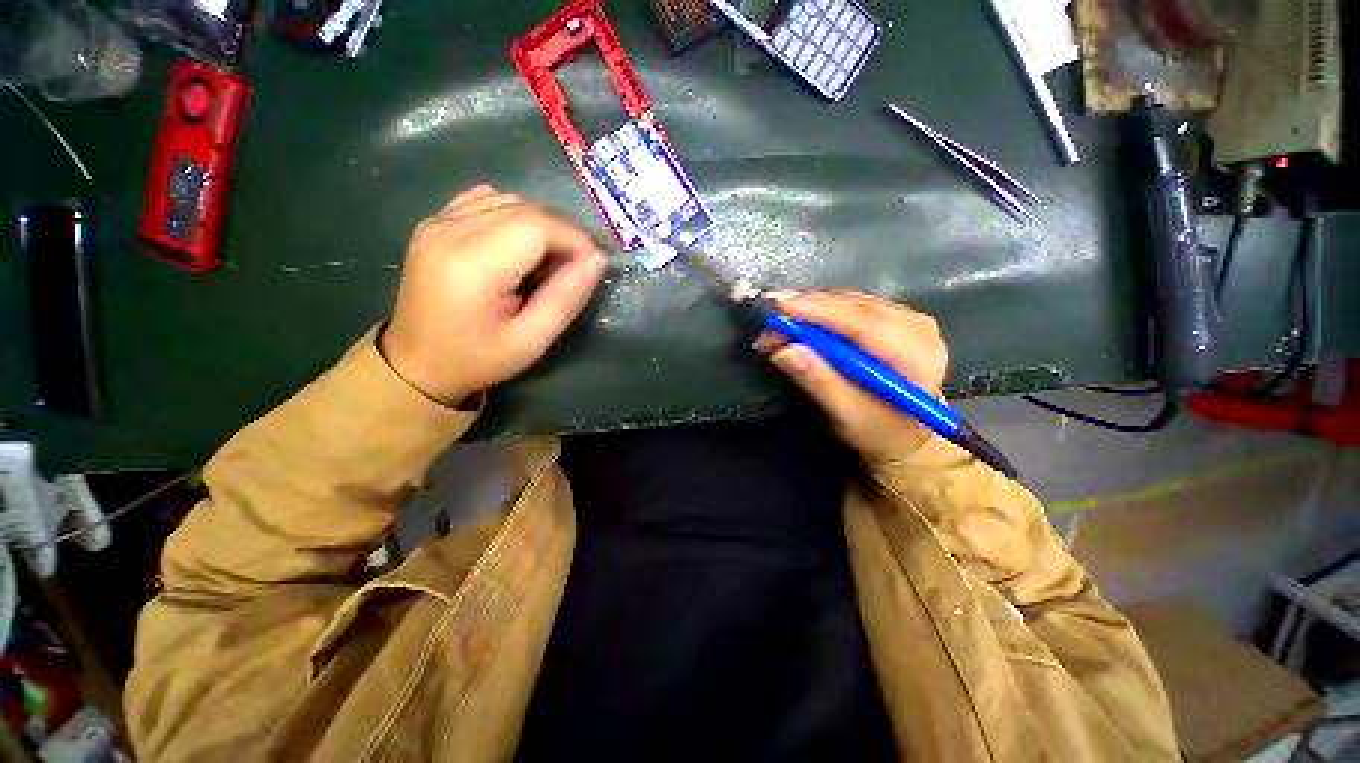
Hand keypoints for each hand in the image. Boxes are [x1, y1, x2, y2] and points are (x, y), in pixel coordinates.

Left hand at [381, 185, 605, 405]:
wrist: (416, 363)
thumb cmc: (477, 359)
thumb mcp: (531, 340)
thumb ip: (565, 298)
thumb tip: (597, 260)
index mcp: (472, 265)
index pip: (537, 226)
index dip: (574, 239)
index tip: (592, 265)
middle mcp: (449, 231)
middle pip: (524, 208)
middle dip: (562, 232)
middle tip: (575, 267)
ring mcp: (437, 221)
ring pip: (508, 200)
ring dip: (541, 224)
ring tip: (549, 260)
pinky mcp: (434, 222)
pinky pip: (485, 200)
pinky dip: (514, 216)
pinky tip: (519, 246)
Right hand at [754, 291, 949, 462]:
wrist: (906, 434)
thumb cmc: (878, 432)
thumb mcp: (847, 416)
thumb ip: (819, 382)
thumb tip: (784, 351)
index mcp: (917, 355)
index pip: (863, 321)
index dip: (818, 311)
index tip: (778, 307)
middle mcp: (918, 326)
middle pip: (854, 306)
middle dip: (805, 311)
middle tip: (766, 325)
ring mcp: (907, 317)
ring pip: (849, 301)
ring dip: (808, 311)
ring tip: (776, 328)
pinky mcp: (893, 316)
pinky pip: (850, 306)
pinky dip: (820, 313)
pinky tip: (797, 323)